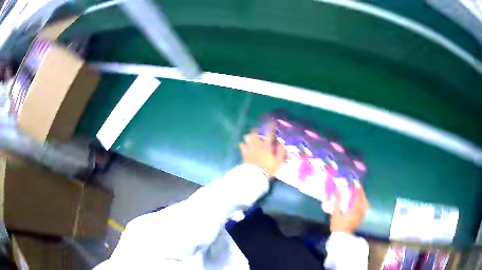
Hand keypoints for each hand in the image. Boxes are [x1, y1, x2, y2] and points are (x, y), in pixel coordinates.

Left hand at [239, 123, 285, 177]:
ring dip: (249, 137)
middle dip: (256, 131)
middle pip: (254, 133)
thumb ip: (280, 152)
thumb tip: (280, 144)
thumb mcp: (278, 161)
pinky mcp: (244, 153)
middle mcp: (257, 145)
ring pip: (246, 137)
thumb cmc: (268, 169)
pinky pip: (241, 145)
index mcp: (266, 146)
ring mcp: (249, 148)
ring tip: (250, 139)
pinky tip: (245, 146)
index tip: (272, 122)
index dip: (271, 126)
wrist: (255, 176)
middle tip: (258, 132)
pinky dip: (243, 144)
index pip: (269, 133)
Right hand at [329, 188, 369, 233]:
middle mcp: (359, 212)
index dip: (359, 190)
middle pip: (364, 201)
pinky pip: (364, 210)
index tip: (358, 185)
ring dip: (363, 200)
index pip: (359, 197)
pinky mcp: (359, 220)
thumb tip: (338, 192)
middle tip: (358, 190)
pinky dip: (363, 205)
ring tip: (359, 197)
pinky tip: (358, 206)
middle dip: (362, 194)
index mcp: (354, 210)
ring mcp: (360, 217)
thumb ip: (337, 203)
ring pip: (365, 206)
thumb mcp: (335, 214)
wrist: (341, 237)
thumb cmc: (337, 226)